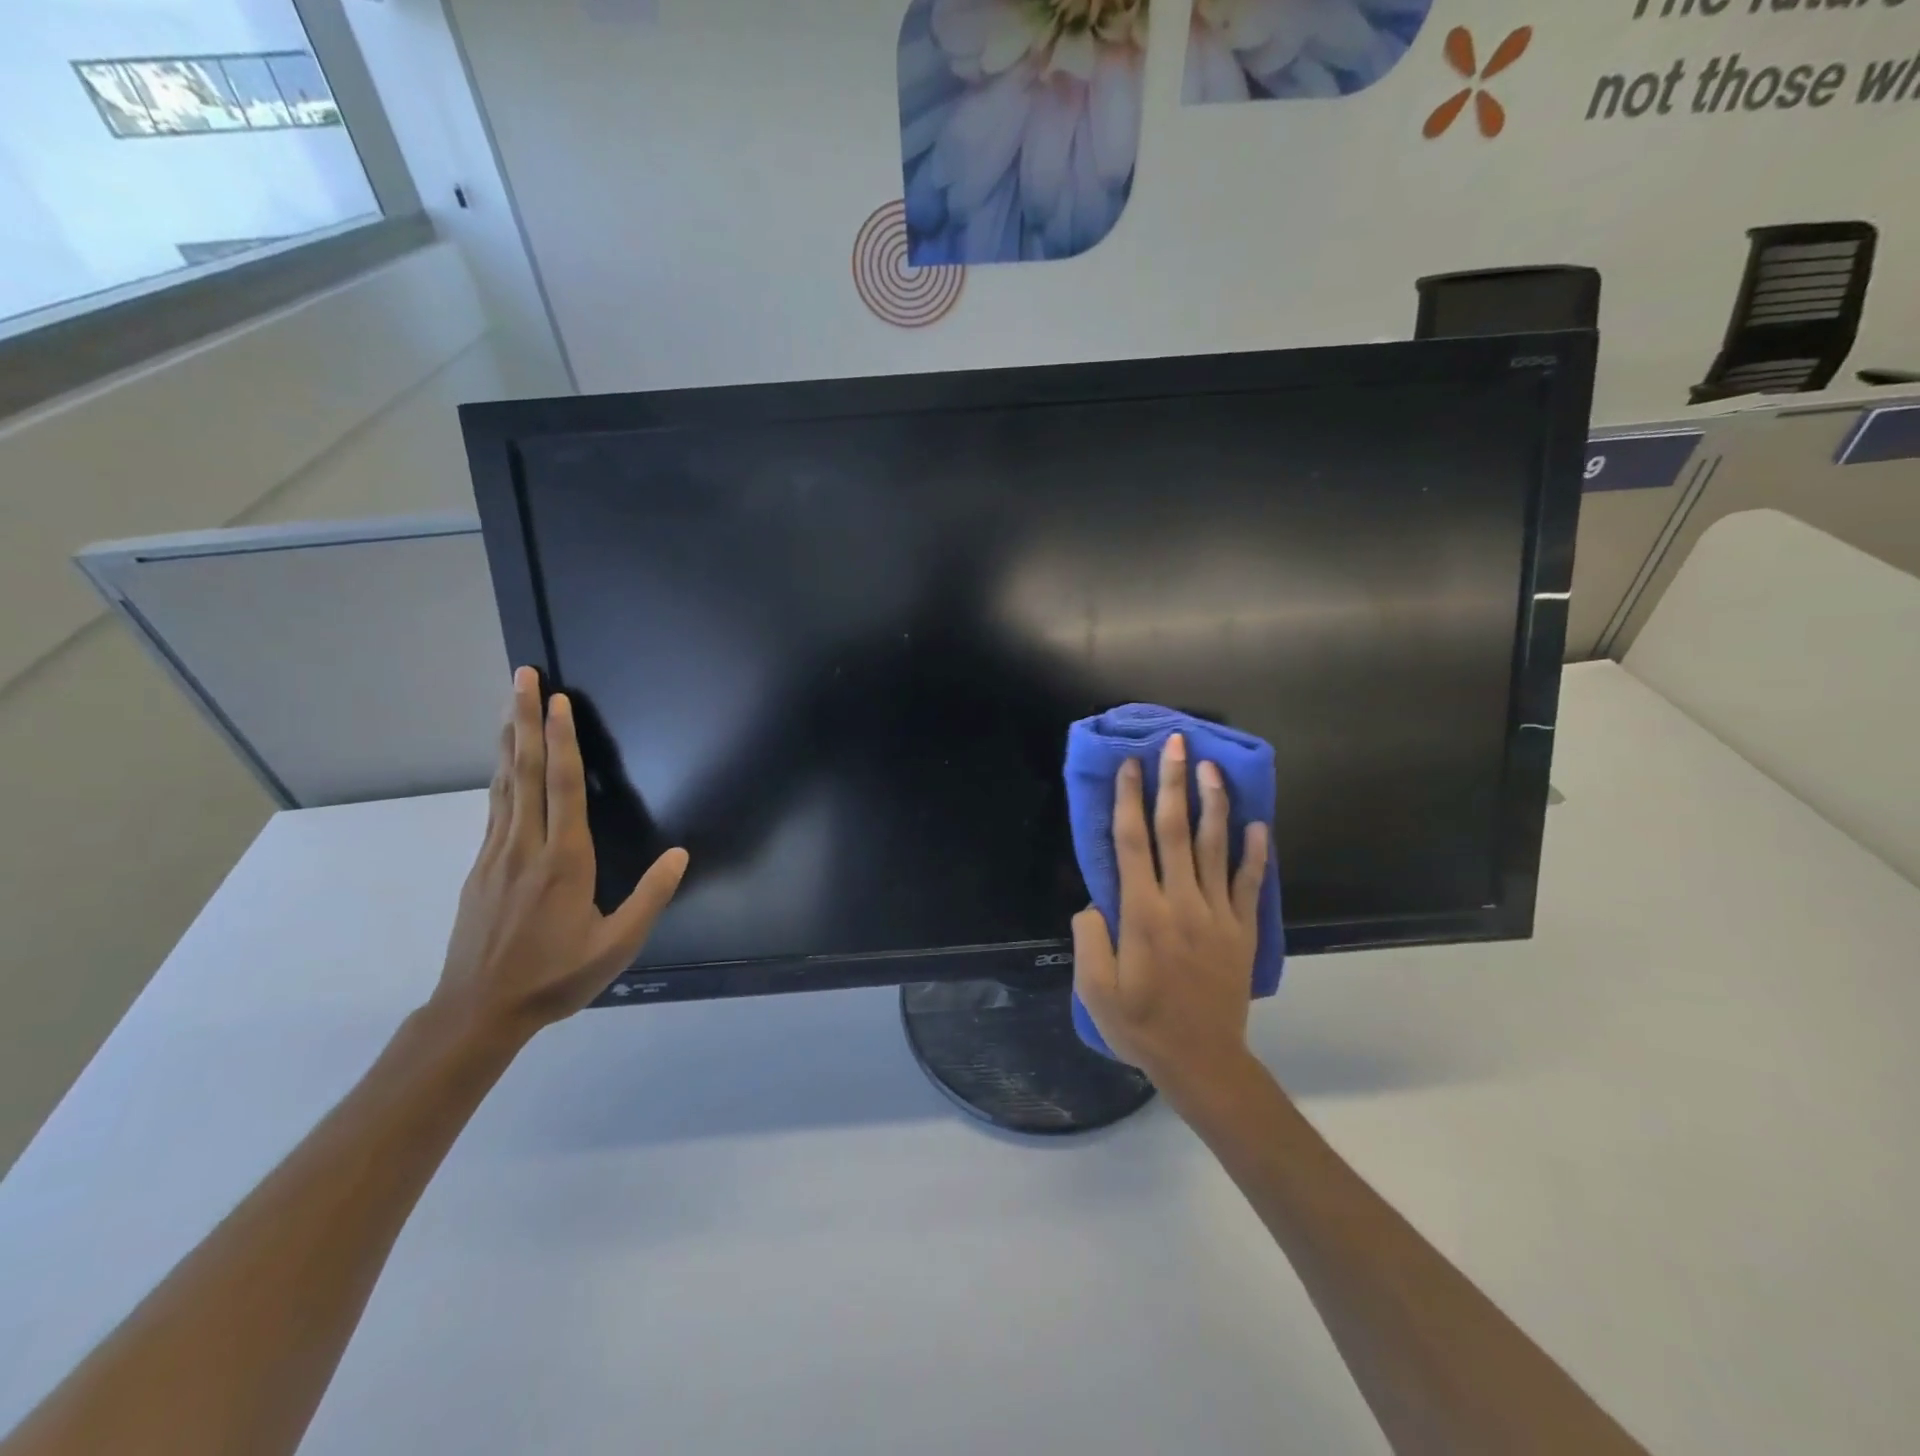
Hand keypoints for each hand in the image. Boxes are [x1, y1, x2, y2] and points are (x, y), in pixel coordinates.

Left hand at [431, 668, 688, 1041]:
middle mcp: (526, 847)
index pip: (563, 787)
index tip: (558, 701)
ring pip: (504, 785)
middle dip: (526, 721)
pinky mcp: (480, 868)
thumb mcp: (618, 945)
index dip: (563, 741)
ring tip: (510, 704)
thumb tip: (680, 854)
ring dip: (510, 740)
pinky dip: (500, 775)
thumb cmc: (556, 977)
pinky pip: (494, 808)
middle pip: (525, 772)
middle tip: (522, 677)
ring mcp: (496, 855)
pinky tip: (504, 765)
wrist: (479, 1011)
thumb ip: (651, 897)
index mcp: (564, 861)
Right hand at [1071, 733, 1268, 1096]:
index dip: (1130, 799)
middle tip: (1176, 743)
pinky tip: (1258, 825)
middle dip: (1173, 783)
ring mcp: (1218, 914)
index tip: (1131, 765)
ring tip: (1212, 768)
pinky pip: (1251, 884)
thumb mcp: (1095, 990)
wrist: (1202, 1060)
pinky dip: (1256, 853)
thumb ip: (1089, 939)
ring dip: (1214, 804)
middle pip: (1176, 831)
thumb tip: (1092, 904)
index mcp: (1142, 912)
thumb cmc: (1141, 1024)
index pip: (1133, 842)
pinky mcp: (1243, 931)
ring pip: (1217, 847)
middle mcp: (1181, 902)